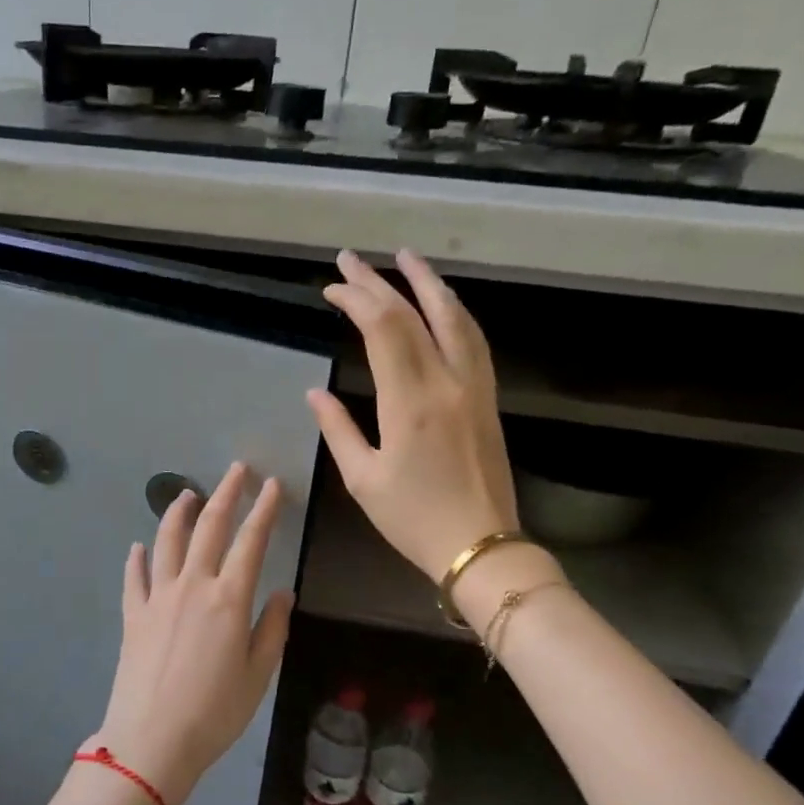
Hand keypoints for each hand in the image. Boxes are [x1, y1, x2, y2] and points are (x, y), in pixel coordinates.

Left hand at [91, 462, 294, 804]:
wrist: (152, 740)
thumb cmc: (215, 713)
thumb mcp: (258, 675)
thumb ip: (272, 628)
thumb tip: (281, 591)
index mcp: (229, 599)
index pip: (251, 541)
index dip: (264, 509)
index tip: (272, 484)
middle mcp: (192, 586)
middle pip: (209, 527)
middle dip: (226, 493)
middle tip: (236, 469)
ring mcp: (157, 597)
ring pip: (167, 541)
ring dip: (178, 513)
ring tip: (187, 495)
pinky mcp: (132, 615)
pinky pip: (134, 577)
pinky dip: (137, 558)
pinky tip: (138, 547)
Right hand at [306, 249, 519, 580]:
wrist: (481, 546)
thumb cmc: (414, 519)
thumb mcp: (363, 479)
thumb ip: (338, 429)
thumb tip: (315, 393)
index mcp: (410, 402)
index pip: (383, 329)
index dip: (356, 299)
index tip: (330, 288)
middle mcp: (446, 382)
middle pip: (414, 314)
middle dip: (379, 282)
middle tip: (351, 259)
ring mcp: (474, 387)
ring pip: (454, 318)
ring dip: (428, 283)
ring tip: (406, 258)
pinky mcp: (488, 398)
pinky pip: (473, 339)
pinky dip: (454, 311)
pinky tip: (443, 303)